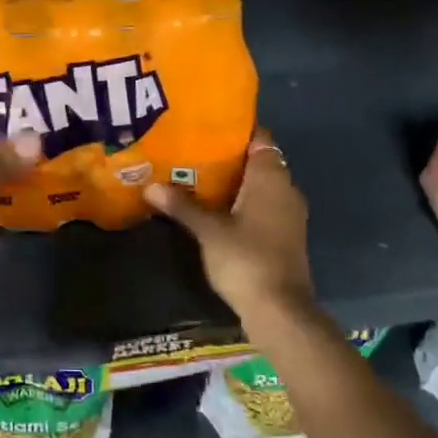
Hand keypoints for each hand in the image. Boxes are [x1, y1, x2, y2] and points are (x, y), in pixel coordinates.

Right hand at [146, 128, 315, 322]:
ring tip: (194, 177)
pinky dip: (240, 202)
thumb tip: (150, 186)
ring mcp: (288, 214)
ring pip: (259, 185)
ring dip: (232, 182)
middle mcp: (285, 188)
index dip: (233, 130)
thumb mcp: (208, 230)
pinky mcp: (284, 235)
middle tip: (190, 151)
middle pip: (257, 161)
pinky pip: (261, 205)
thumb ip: (182, 205)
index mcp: (271, 177)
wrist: (280, 310)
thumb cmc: (246, 258)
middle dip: (226, 157)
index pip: (258, 138)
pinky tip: (214, 208)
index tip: (204, 127)